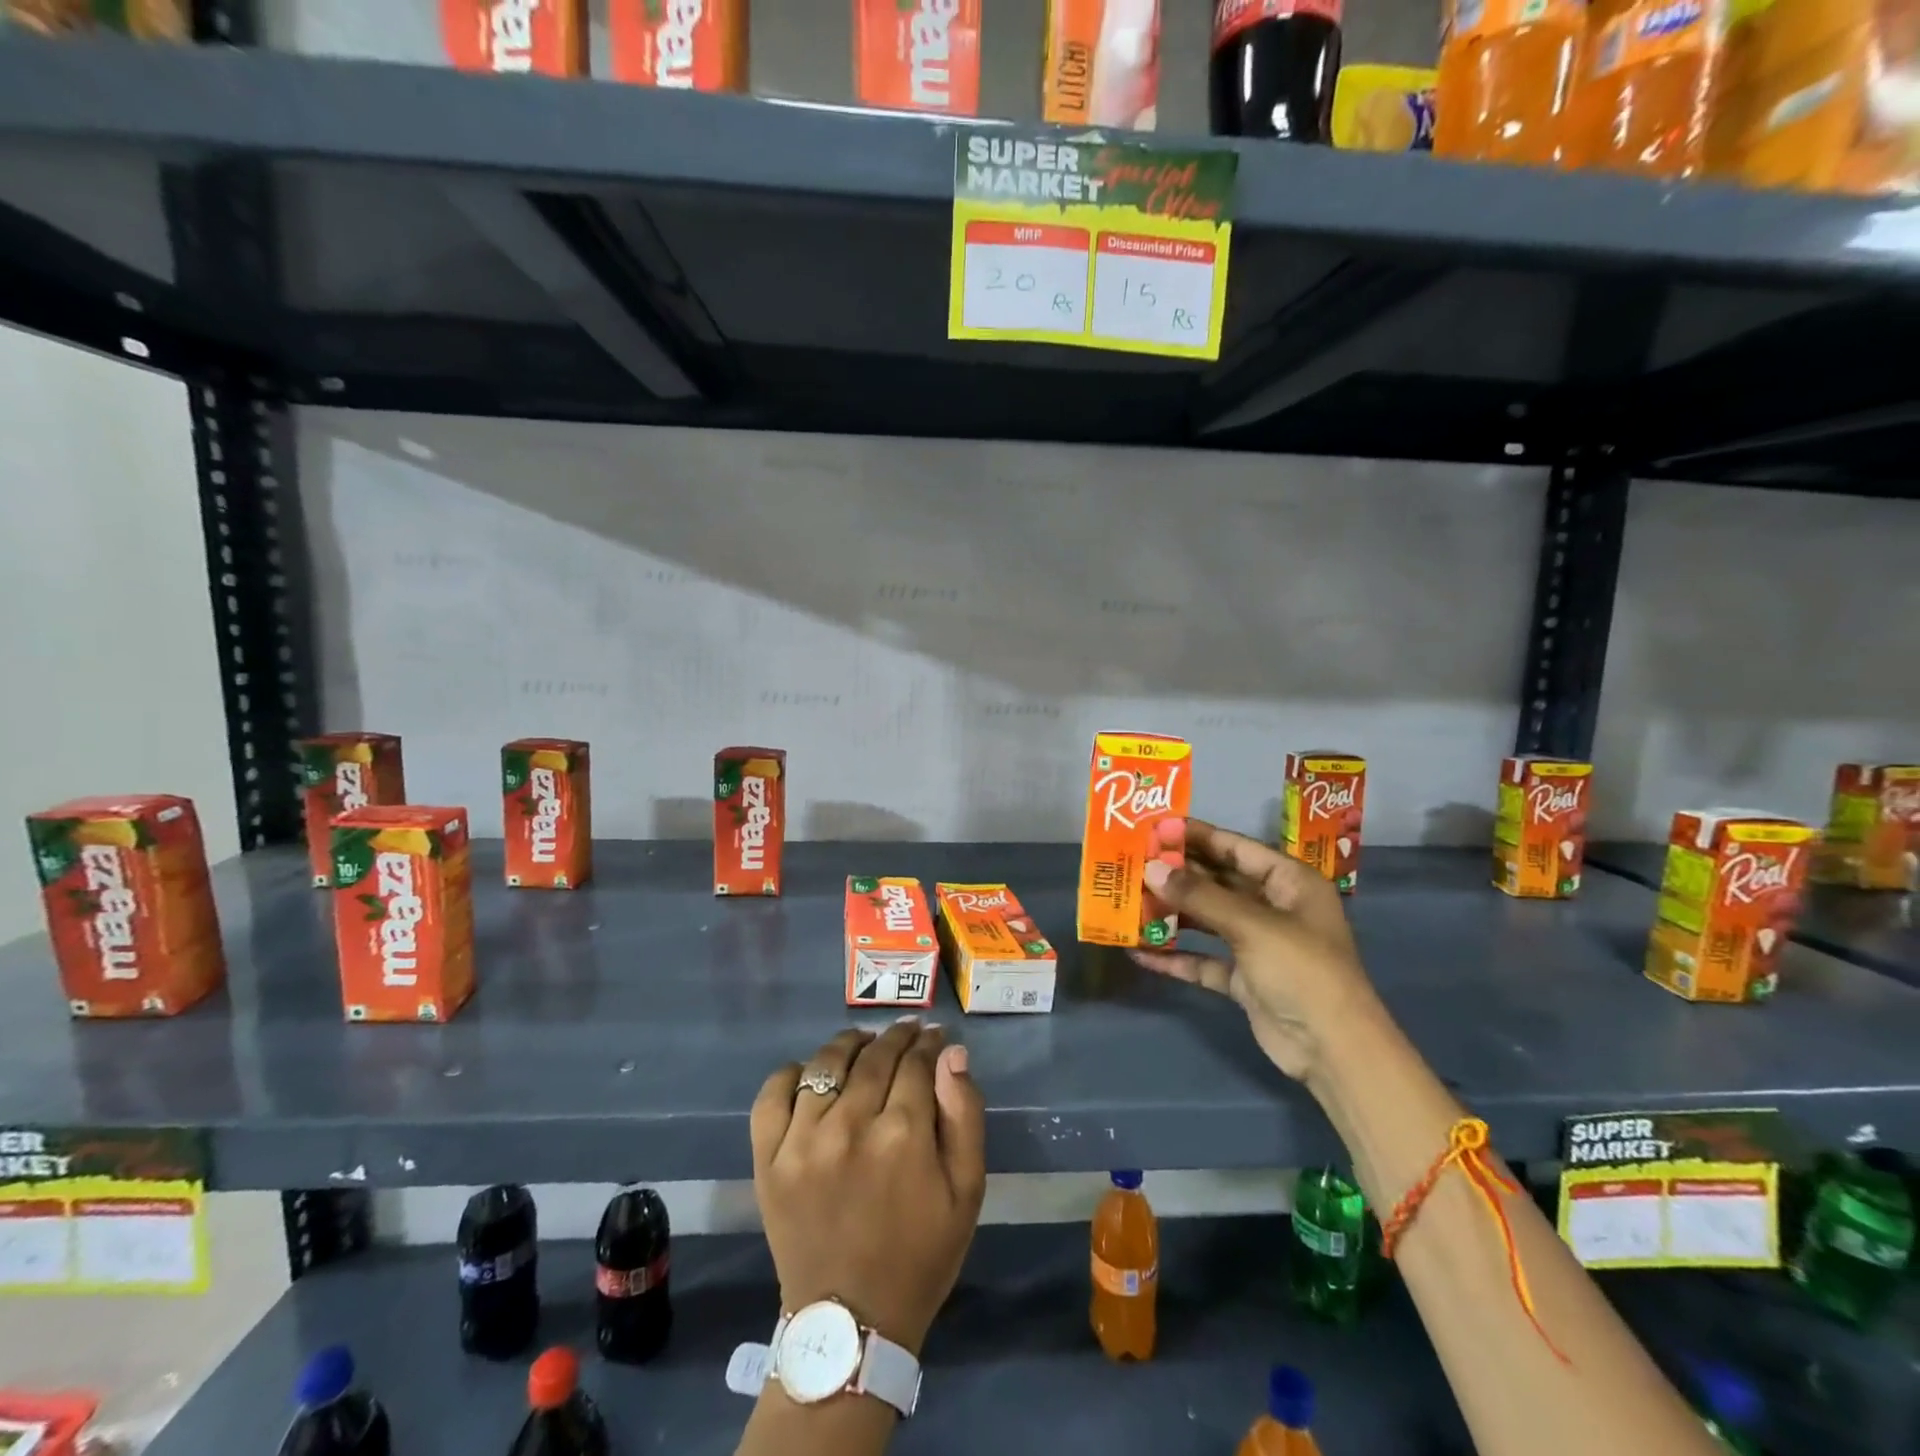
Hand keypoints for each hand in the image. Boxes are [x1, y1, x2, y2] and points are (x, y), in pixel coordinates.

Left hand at [751, 1019, 986, 1354]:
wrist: (850, 1325)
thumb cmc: (920, 1255)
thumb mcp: (967, 1191)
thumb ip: (964, 1115)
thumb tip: (952, 1053)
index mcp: (903, 1135)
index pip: (916, 1062)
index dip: (927, 1043)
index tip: (934, 1037)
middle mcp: (850, 1125)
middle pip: (874, 1056)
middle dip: (896, 1037)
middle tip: (906, 1033)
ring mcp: (802, 1140)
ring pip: (826, 1063)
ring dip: (850, 1044)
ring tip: (863, 1043)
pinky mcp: (768, 1160)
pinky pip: (773, 1094)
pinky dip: (792, 1073)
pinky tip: (810, 1073)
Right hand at [1130, 817, 1378, 1082]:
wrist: (1332, 1050)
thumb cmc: (1302, 971)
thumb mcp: (1251, 925)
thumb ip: (1199, 896)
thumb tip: (1150, 869)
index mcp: (1289, 882)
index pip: (1236, 847)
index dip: (1197, 835)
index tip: (1154, 828)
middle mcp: (1274, 907)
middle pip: (1218, 881)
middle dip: (1178, 873)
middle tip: (1133, 861)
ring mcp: (1258, 944)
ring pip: (1207, 919)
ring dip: (1172, 912)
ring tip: (1129, 900)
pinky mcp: (1243, 978)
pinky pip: (1203, 958)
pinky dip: (1175, 956)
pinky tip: (1140, 952)